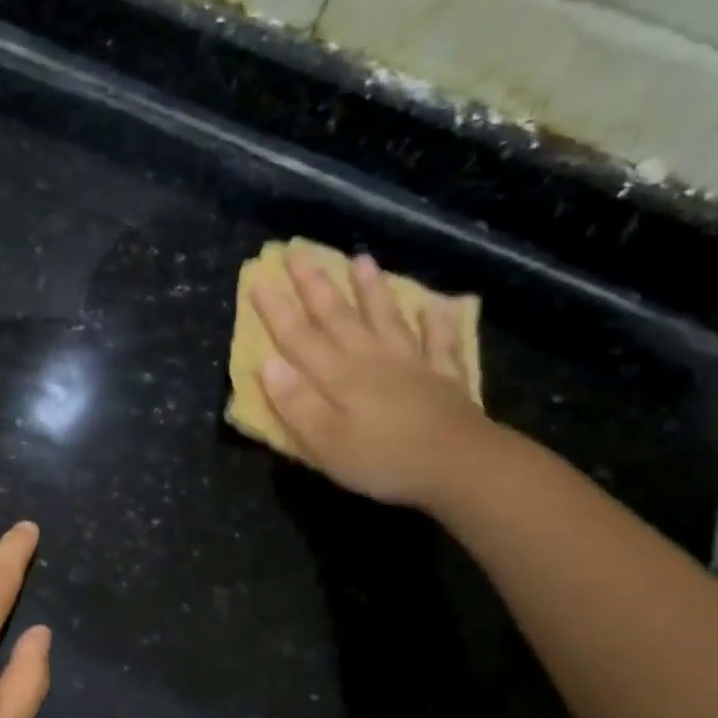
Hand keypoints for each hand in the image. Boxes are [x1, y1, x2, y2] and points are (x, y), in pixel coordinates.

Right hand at [252, 247, 495, 507]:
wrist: (459, 465)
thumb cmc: (382, 459)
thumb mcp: (324, 441)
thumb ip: (295, 403)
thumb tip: (267, 364)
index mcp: (337, 376)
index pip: (298, 337)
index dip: (276, 309)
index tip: (259, 277)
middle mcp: (371, 359)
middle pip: (339, 316)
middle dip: (316, 284)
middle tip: (299, 252)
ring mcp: (411, 364)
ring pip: (386, 317)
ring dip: (372, 289)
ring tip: (361, 260)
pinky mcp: (443, 377)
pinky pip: (439, 342)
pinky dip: (437, 322)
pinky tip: (437, 306)